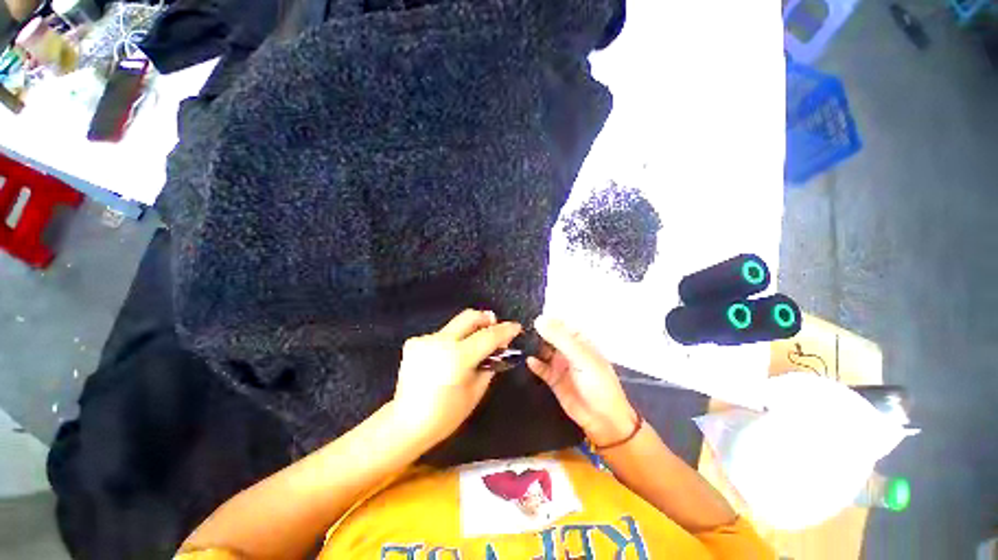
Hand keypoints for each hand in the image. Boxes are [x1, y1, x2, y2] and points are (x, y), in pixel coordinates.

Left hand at [393, 309, 521, 447]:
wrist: (406, 423)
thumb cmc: (446, 414)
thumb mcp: (476, 392)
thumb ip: (490, 364)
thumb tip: (499, 347)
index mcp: (458, 357)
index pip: (488, 336)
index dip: (505, 330)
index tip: (516, 327)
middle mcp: (440, 342)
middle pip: (469, 317)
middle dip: (485, 318)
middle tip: (495, 324)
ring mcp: (425, 340)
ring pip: (455, 325)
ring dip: (468, 331)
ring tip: (474, 344)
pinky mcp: (414, 342)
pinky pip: (441, 335)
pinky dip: (451, 340)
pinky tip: (450, 355)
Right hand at [527, 316, 636, 446]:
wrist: (602, 419)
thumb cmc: (597, 383)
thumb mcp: (580, 356)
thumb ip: (559, 338)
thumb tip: (538, 320)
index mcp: (579, 340)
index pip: (561, 323)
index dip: (547, 318)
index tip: (529, 314)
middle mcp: (568, 349)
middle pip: (549, 336)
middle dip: (537, 332)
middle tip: (518, 328)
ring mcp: (560, 364)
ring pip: (543, 350)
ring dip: (533, 346)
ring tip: (517, 341)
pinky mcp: (553, 379)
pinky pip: (541, 368)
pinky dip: (534, 364)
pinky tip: (528, 360)